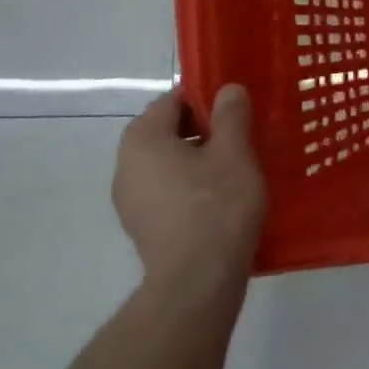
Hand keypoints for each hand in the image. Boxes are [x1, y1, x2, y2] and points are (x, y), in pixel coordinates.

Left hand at [112, 86, 266, 296]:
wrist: (197, 279)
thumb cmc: (217, 204)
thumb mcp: (234, 152)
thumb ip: (231, 114)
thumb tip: (228, 88)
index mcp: (142, 140)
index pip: (171, 101)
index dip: (206, 97)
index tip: (238, 106)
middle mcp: (125, 166)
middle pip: (166, 131)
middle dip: (203, 128)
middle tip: (242, 134)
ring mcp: (130, 199)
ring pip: (167, 161)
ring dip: (198, 157)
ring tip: (237, 164)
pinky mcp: (142, 225)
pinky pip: (167, 188)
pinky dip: (190, 183)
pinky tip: (221, 195)